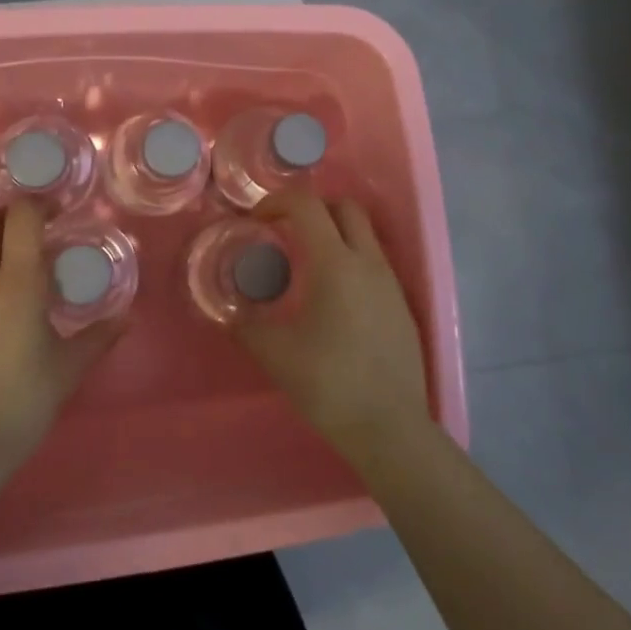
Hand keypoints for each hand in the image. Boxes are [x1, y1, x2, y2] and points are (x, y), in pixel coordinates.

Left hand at [0, 202, 121, 462]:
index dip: (41, 203)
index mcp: (18, 282)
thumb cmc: (25, 398)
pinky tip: (0, 282)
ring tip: (19, 249)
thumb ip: (100, 336)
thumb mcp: (70, 366)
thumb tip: (128, 318)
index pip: (21, 217)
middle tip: (39, 226)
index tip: (62, 210)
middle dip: (10, 212)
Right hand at [234, 190, 428, 462]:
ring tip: (306, 266)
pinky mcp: (402, 305)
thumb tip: (229, 313)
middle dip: (312, 208)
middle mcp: (368, 262)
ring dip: (334, 234)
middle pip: (345, 207)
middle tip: (285, 231)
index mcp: (335, 263)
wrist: (390, 427)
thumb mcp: (275, 354)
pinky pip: (374, 264)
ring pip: (364, 235)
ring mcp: (391, 283)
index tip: (256, 220)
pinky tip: (333, 300)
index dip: (277, 202)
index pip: (307, 205)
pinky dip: (350, 262)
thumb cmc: (329, 384)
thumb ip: (246, 326)